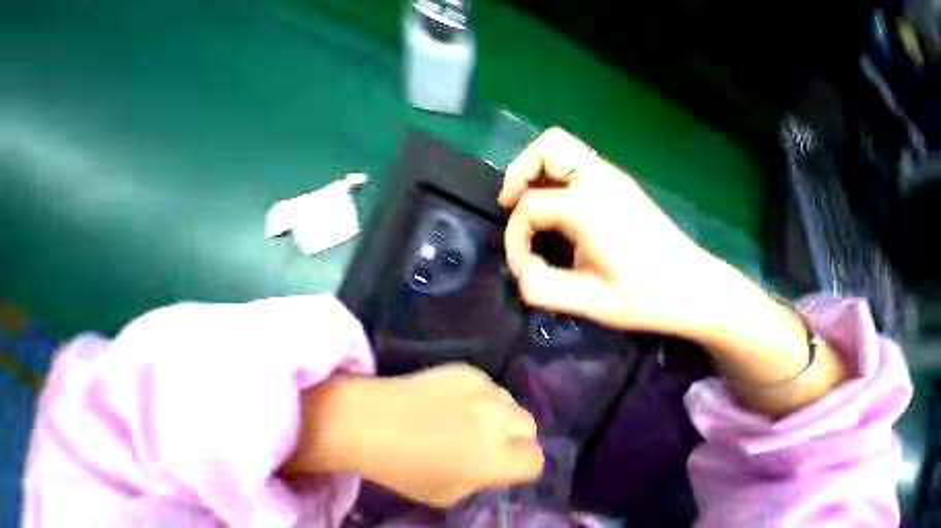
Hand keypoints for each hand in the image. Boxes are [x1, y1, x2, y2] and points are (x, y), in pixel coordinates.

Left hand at [285, 364, 542, 506]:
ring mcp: (483, 386)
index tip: (507, 462)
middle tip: (492, 438)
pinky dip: (480, 393)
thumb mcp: (450, 492)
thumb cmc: (408, 467)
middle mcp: (497, 417)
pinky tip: (456, 397)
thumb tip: (498, 459)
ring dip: (499, 411)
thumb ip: (485, 475)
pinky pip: (487, 383)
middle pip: (528, 423)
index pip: (535, 458)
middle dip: (516, 434)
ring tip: (472, 415)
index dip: (523, 463)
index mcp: (495, 456)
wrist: (379, 419)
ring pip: (509, 399)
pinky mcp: (469, 368)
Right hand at [500, 127, 726, 337]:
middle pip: (547, 146)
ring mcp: (610, 178)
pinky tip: (548, 209)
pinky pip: (569, 165)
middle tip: (509, 205)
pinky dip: (548, 179)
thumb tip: (521, 273)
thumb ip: (544, 289)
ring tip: (523, 206)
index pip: (531, 206)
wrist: (696, 290)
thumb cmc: (646, 297)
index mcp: (592, 208)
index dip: (515, 236)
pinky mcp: (614, 184)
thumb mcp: (591, 303)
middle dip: (518, 174)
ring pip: (558, 149)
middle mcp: (601, 181)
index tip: (522, 265)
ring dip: (532, 174)